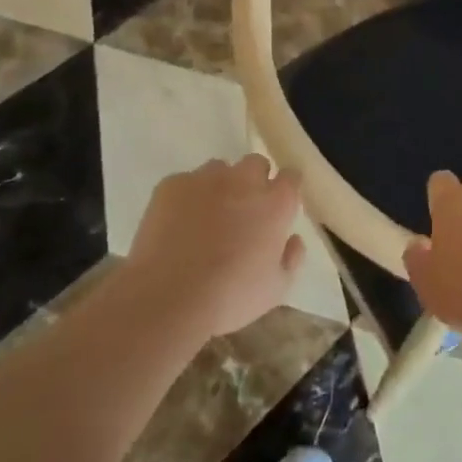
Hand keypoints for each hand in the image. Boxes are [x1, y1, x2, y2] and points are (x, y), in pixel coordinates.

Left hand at [123, 155, 305, 339]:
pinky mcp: (172, 184)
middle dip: (254, 182)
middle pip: (255, 164)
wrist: (169, 297)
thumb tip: (293, 239)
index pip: (290, 177)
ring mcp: (205, 178)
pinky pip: (185, 183)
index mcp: (275, 203)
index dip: (286, 190)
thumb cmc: (230, 297)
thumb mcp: (275, 289)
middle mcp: (244, 180)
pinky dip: (186, 199)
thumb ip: (291, 258)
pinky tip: (177, 227)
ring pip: (219, 170)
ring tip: (206, 219)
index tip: (279, 206)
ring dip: (220, 187)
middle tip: (243, 213)